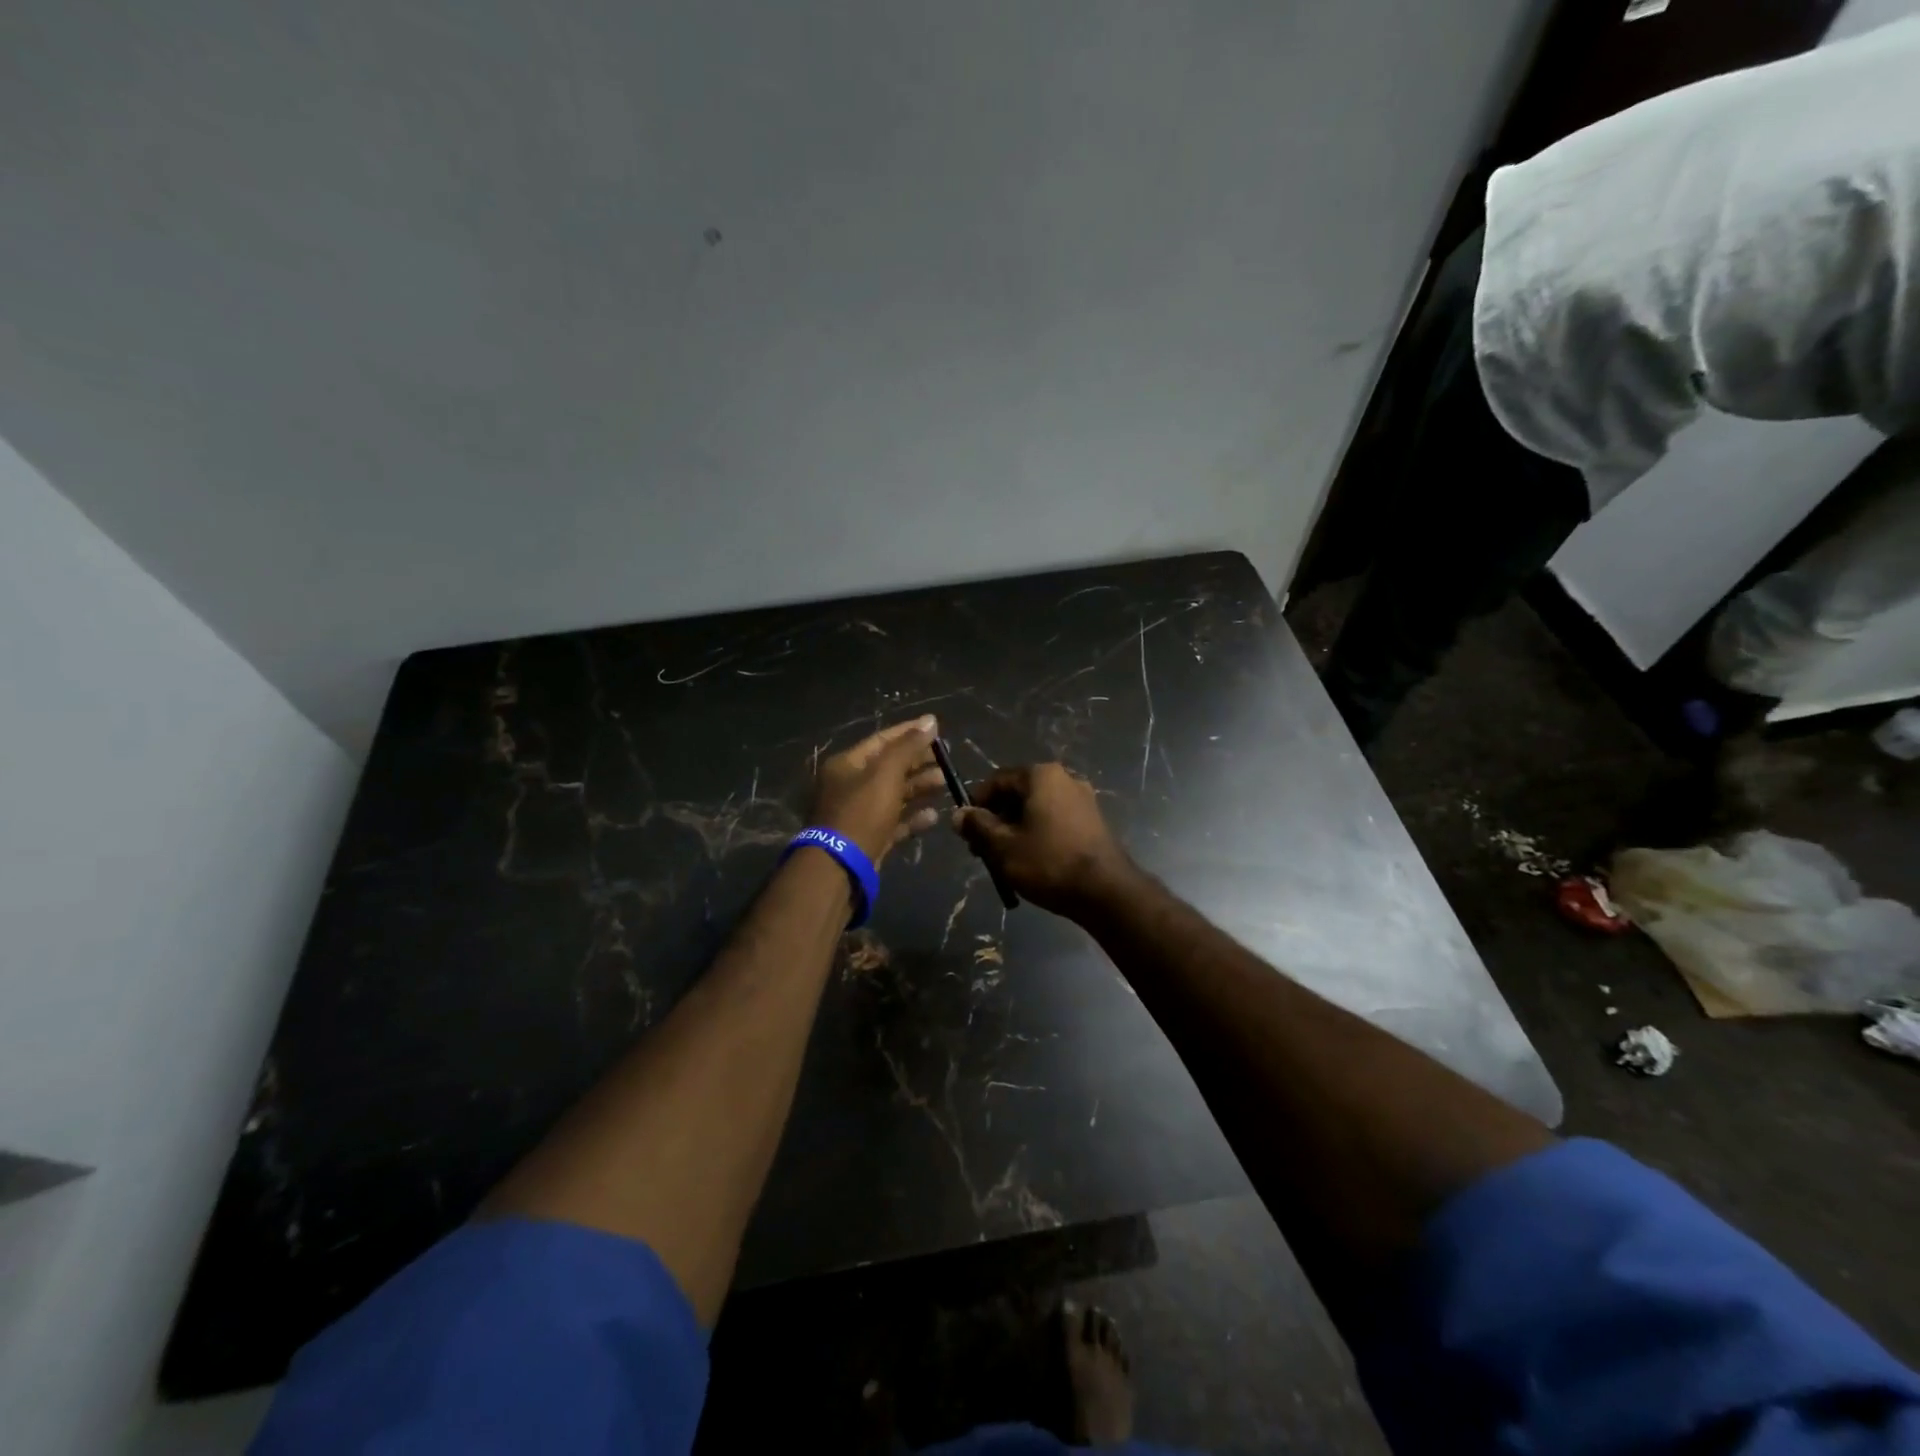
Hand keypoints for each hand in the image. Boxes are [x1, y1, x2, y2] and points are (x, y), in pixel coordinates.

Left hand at [809, 716, 945, 864]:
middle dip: (918, 762)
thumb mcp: (885, 774)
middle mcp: (849, 786)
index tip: (936, 728)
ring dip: (919, 788)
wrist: (840, 867)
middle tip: (946, 759)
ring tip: (945, 783)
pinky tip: (935, 816)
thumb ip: (908, 747)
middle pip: (888, 767)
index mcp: (847, 764)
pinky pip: (894, 822)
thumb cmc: (861, 812)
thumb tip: (930, 720)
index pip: (882, 740)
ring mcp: (858, 814)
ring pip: (893, 795)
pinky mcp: (869, 838)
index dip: (909, 732)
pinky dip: (913, 818)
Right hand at [951, 764, 1136, 916]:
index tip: (967, 832)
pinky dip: (1037, 833)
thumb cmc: (1048, 862)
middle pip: (1017, 793)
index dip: (976, 804)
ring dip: (1015, 828)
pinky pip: (1054, 819)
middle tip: (983, 850)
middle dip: (996, 819)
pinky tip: (1032, 860)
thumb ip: (978, 826)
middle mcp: (1064, 778)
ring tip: (1005, 860)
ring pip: (1035, 808)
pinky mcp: (1092, 820)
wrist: (1106, 891)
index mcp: (1041, 775)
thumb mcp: (1003, 846)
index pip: (996, 780)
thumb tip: (958, 814)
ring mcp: (1082, 798)